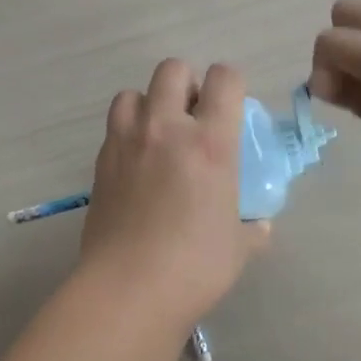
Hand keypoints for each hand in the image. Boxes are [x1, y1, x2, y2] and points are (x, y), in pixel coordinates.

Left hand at [77, 59, 269, 327]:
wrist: (128, 290)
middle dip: (188, 84)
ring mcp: (127, 142)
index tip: (232, 106)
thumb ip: (253, 228)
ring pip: (133, 92)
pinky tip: (137, 164)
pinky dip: (128, 132)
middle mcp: (166, 128)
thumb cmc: (194, 267)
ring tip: (159, 134)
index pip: (224, 78)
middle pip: (172, 70)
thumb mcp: (239, 247)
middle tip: (194, 118)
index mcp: (210, 142)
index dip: (232, 82)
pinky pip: (114, 127)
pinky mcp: (101, 162)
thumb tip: (260, 226)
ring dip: (150, 103)